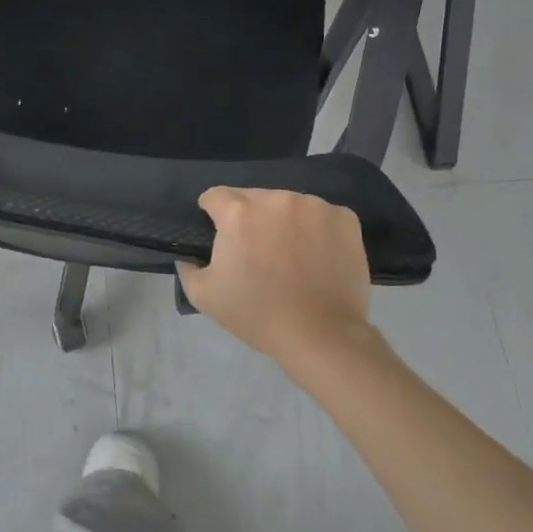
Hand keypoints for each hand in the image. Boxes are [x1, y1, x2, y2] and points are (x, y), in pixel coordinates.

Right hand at [177, 187, 372, 367]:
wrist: (320, 335)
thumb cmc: (258, 314)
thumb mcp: (204, 296)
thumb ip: (187, 267)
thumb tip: (188, 254)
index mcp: (239, 213)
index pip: (215, 196)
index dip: (212, 214)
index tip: (219, 235)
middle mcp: (276, 199)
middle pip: (253, 197)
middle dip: (249, 217)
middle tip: (256, 251)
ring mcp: (314, 206)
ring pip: (288, 204)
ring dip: (283, 221)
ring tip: (290, 254)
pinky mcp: (344, 218)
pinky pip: (322, 215)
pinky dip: (316, 229)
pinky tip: (318, 254)